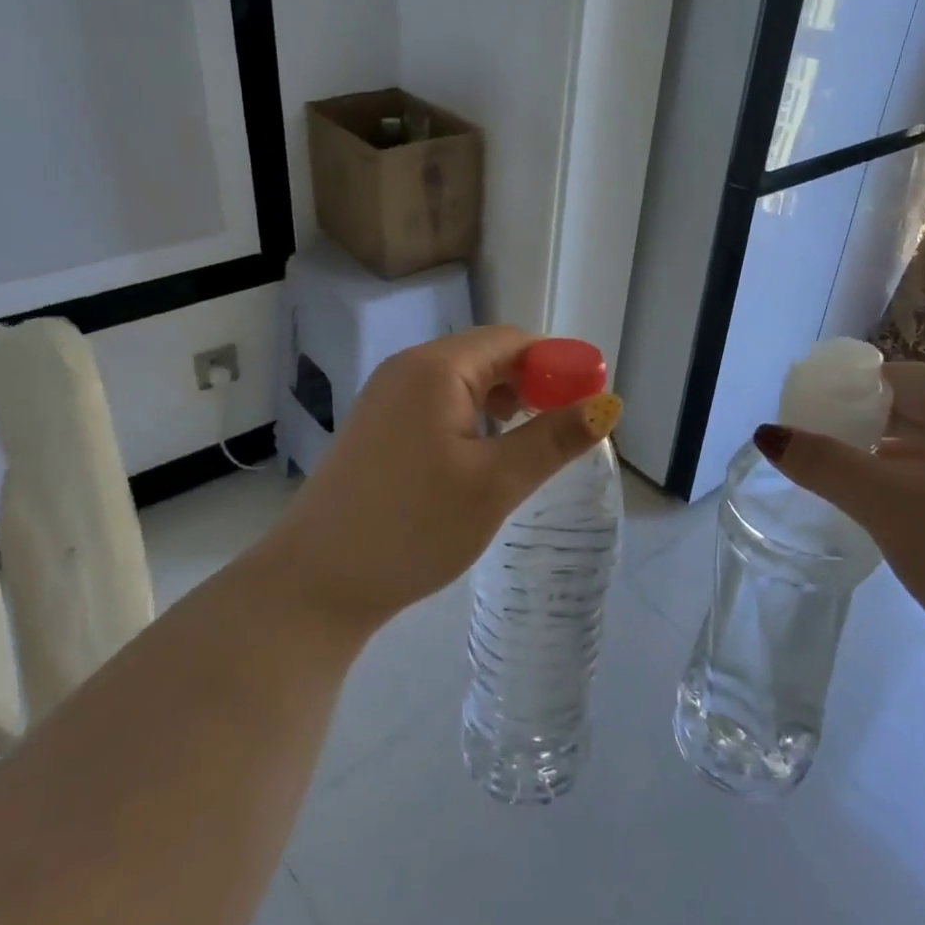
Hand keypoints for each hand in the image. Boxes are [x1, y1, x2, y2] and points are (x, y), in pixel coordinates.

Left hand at [254, 326, 621, 637]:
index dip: (557, 366)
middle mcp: (407, 369)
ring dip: (503, 405)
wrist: (317, 583)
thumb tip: (608, 405)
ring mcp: (387, 398)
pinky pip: (439, 406)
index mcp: (436, 368)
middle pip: (487, 357)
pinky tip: (482, 459)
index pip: (513, 341)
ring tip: (526, 448)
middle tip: (561, 433)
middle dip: (531, 386)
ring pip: (464, 384)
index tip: (586, 405)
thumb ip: (553, 438)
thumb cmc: (414, 527)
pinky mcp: (379, 428)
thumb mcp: (495, 483)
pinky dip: (473, 421)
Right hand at [757, 362, 924, 704]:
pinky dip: (919, 482)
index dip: (843, 396)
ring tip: (844, 484)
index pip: (897, 378)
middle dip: (862, 429)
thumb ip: (823, 464)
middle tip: (816, 457)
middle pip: (917, 408)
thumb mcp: (888, 508)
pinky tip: (891, 509)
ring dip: (887, 459)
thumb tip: (767, 434)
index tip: (803, 424)